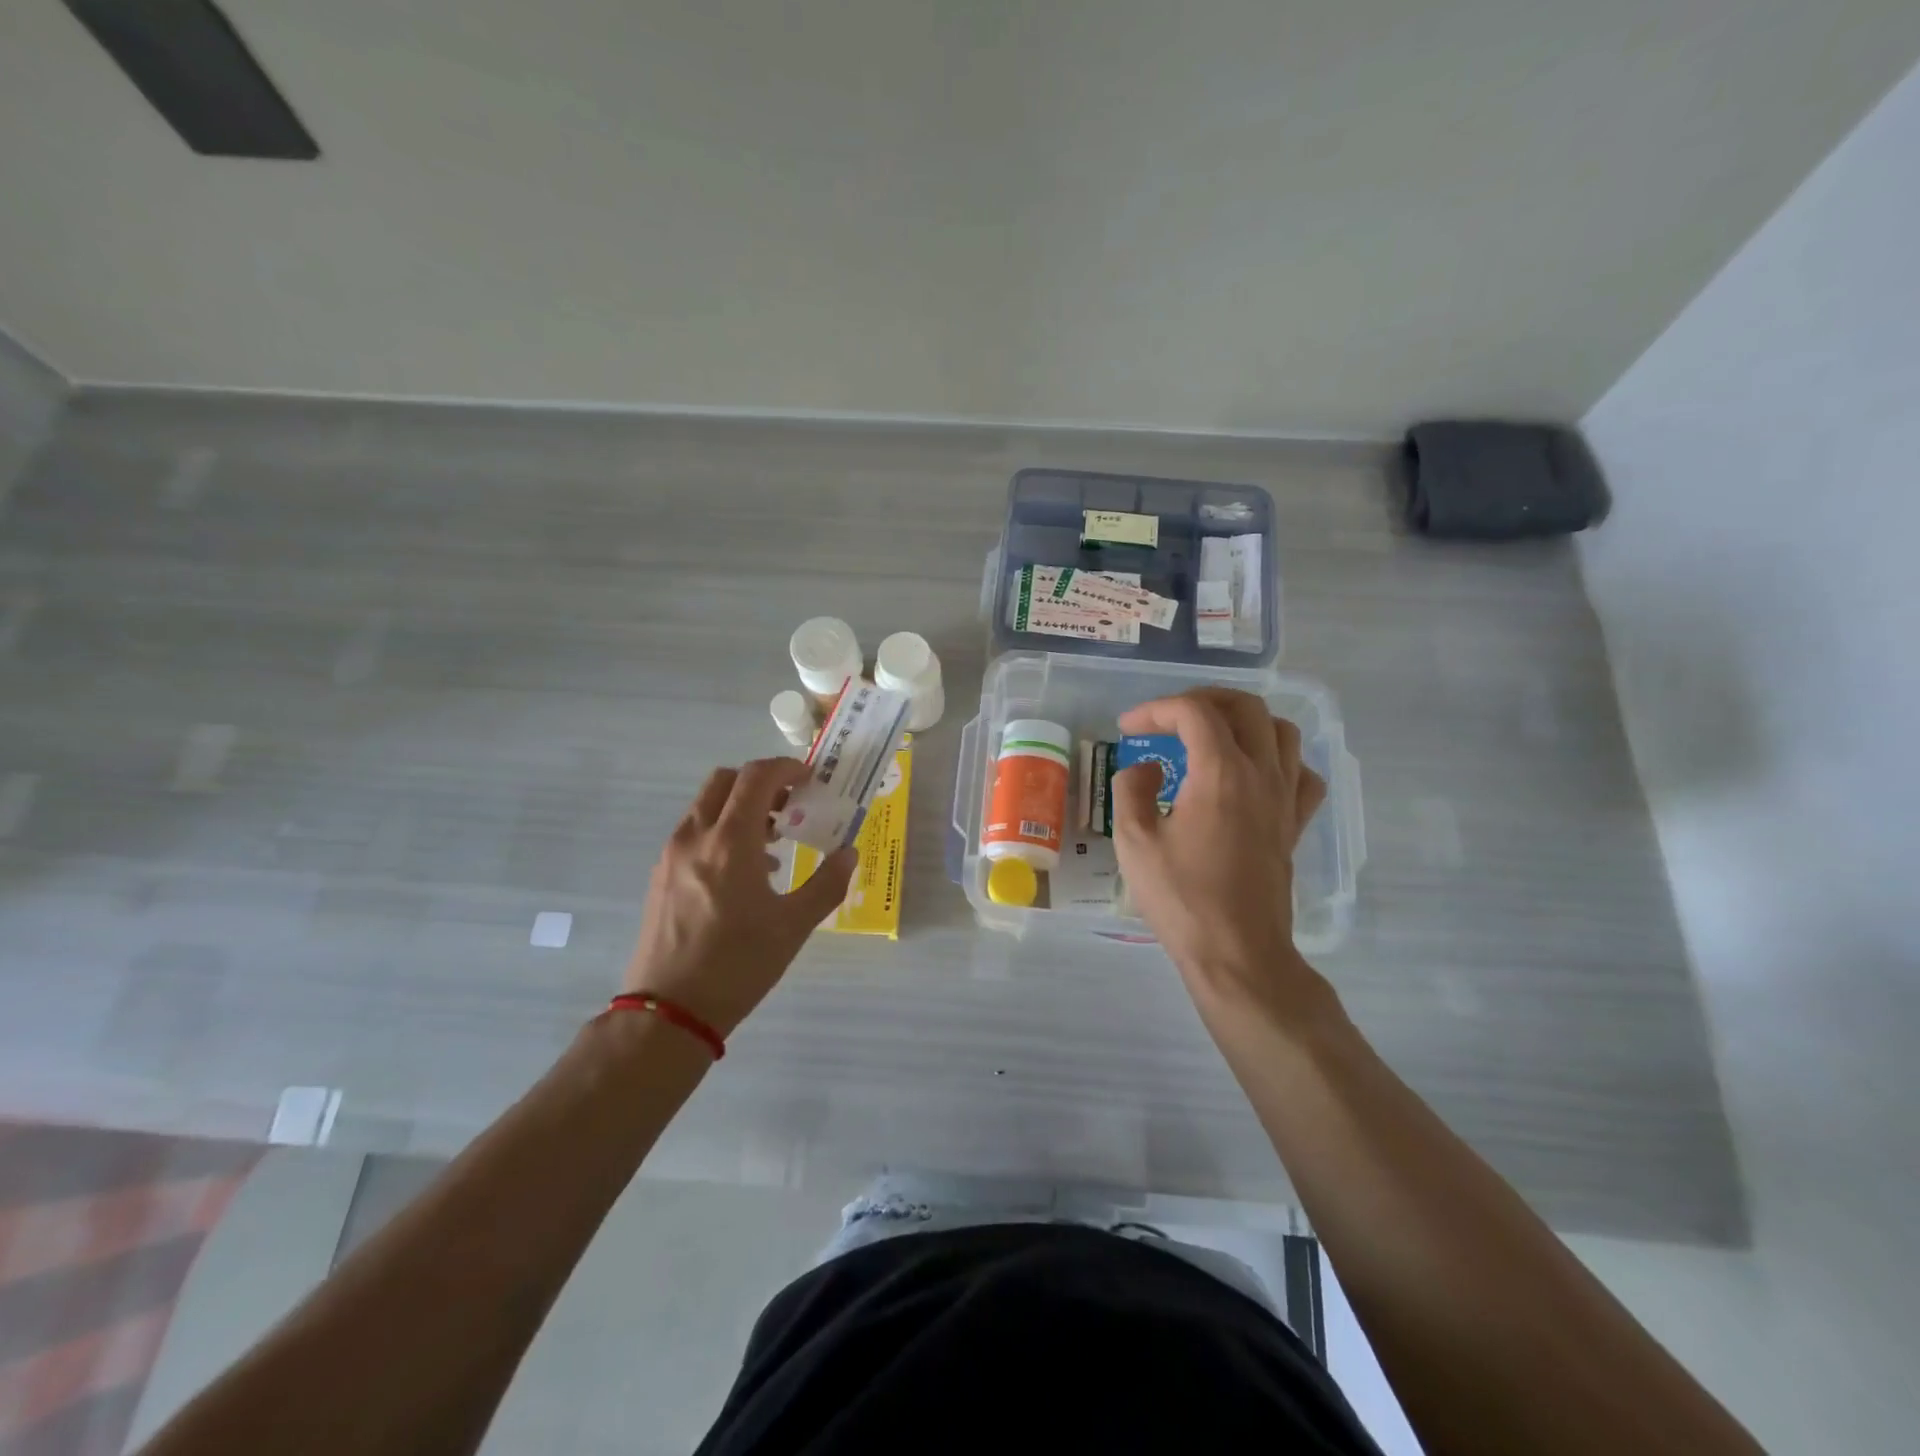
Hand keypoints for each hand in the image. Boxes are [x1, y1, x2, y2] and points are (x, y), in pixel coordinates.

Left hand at [622, 759, 856, 1037]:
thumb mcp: (793, 926)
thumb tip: (849, 854)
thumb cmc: (738, 965)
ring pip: (706, 806)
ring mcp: (672, 855)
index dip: (786, 768)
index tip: (810, 779)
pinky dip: (721, 830)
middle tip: (790, 804)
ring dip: (739, 807)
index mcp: (730, 842)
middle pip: (725, 780)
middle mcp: (696, 837)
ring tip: (772, 841)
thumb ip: (827, 884)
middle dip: (760, 782)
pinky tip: (743, 871)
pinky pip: (694, 832)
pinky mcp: (660, 875)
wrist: (668, 1012)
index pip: (756, 777)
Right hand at [1111, 689, 1329, 1022]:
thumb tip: (1147, 767)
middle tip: (1169, 718)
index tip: (1128, 728)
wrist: (1237, 952)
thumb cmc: (1181, 898)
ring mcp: (1285, 799)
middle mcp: (1261, 774)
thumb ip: (1132, 789)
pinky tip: (1254, 775)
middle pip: (1245, 706)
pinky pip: (1302, 773)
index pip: (1194, 712)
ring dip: (1244, 722)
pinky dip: (1278, 760)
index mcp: (1220, 773)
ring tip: (1212, 737)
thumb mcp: (1134, 841)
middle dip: (1203, 700)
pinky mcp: (1294, 825)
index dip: (1156, 709)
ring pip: (1282, 731)